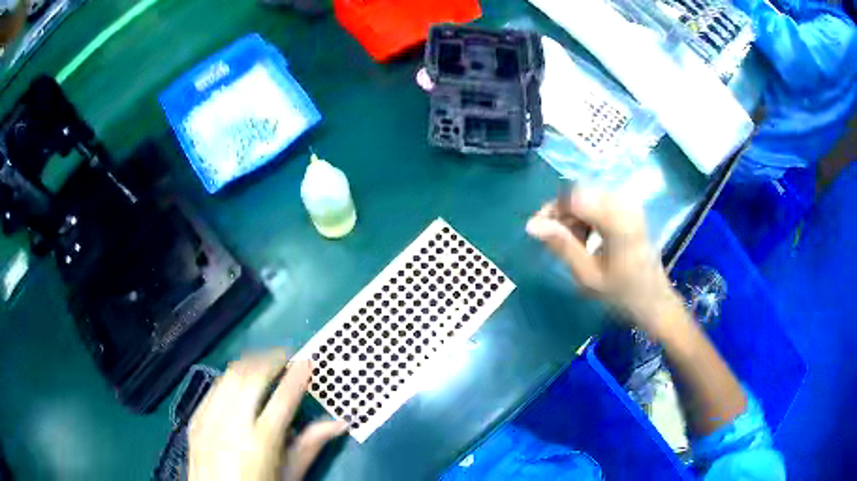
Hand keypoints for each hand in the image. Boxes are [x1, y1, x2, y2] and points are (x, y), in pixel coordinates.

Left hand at [189, 350, 346, 480]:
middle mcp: (233, 424)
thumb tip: (338, 424)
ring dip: (248, 365)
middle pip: (251, 377)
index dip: (297, 377)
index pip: (283, 399)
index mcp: (261, 441)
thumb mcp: (289, 474)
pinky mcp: (196, 420)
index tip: (307, 363)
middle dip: (270, 360)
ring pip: (229, 376)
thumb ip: (310, 447)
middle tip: (284, 357)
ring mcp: (210, 420)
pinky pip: (213, 388)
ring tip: (262, 364)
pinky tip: (236, 383)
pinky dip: (228, 379)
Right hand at [526, 187, 683, 336]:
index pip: (573, 196)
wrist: (655, 301)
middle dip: (562, 213)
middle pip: (580, 193)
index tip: (538, 230)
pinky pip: (600, 203)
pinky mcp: (631, 210)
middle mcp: (624, 204)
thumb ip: (561, 245)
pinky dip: (587, 217)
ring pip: (588, 197)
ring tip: (572, 244)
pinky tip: (587, 238)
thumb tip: (531, 225)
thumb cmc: (622, 294)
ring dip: (574, 216)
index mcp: (616, 219)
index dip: (552, 209)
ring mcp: (630, 205)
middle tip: (554, 241)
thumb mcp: (588, 275)